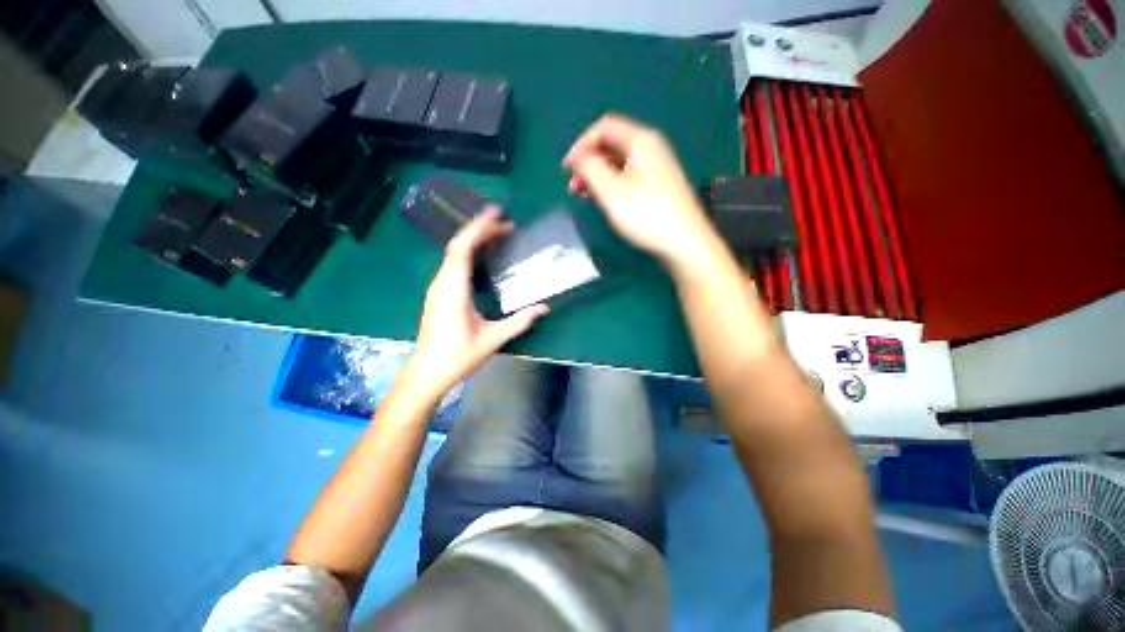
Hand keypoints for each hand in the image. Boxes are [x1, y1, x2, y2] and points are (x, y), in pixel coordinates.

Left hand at [402, 209, 549, 400]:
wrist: (427, 373)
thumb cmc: (458, 357)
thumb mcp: (493, 339)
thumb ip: (520, 322)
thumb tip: (544, 308)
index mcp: (453, 291)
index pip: (462, 249)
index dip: (478, 229)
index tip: (497, 216)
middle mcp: (442, 283)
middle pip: (457, 246)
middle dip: (480, 230)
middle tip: (506, 224)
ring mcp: (437, 288)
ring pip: (453, 254)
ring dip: (474, 240)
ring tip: (498, 235)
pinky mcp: (438, 294)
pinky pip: (452, 264)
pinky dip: (468, 253)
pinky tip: (483, 256)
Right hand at [563, 114, 717, 268]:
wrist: (684, 242)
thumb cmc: (646, 215)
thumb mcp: (611, 190)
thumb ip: (590, 168)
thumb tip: (577, 157)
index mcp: (641, 140)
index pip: (604, 127)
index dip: (581, 145)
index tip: (567, 169)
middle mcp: (650, 148)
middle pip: (612, 144)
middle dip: (588, 162)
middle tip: (573, 186)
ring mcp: (656, 167)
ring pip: (619, 162)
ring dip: (597, 175)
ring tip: (583, 195)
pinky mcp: (658, 186)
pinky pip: (628, 176)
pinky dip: (611, 184)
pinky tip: (603, 200)